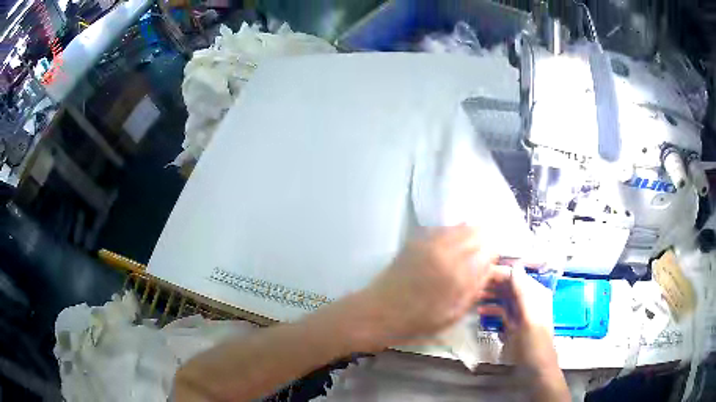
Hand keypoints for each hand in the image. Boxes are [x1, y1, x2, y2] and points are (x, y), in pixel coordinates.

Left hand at [353, 225, 495, 350]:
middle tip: (484, 255)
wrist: (380, 311)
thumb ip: (476, 288)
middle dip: (485, 241)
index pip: (490, 249)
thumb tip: (492, 268)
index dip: (494, 254)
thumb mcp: (454, 313)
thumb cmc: (419, 320)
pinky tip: (452, 246)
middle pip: (477, 232)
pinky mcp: (417, 240)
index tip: (493, 262)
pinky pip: (444, 229)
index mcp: (458, 273)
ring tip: (470, 250)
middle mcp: (446, 251)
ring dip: (471, 235)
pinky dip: (454, 233)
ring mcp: (430, 242)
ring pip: (461, 226)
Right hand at [477, 265, 556, 368]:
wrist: (536, 369)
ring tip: (472, 296)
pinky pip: (502, 310)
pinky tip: (480, 311)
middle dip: (491, 283)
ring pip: (503, 296)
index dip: (498, 273)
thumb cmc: (534, 344)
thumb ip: (523, 293)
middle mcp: (529, 299)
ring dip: (489, 295)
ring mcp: (521, 311)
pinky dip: (492, 309)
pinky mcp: (514, 323)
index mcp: (536, 293)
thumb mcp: (529, 318)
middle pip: (508, 285)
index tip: (477, 273)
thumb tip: (514, 266)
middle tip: (470, 285)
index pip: (515, 275)